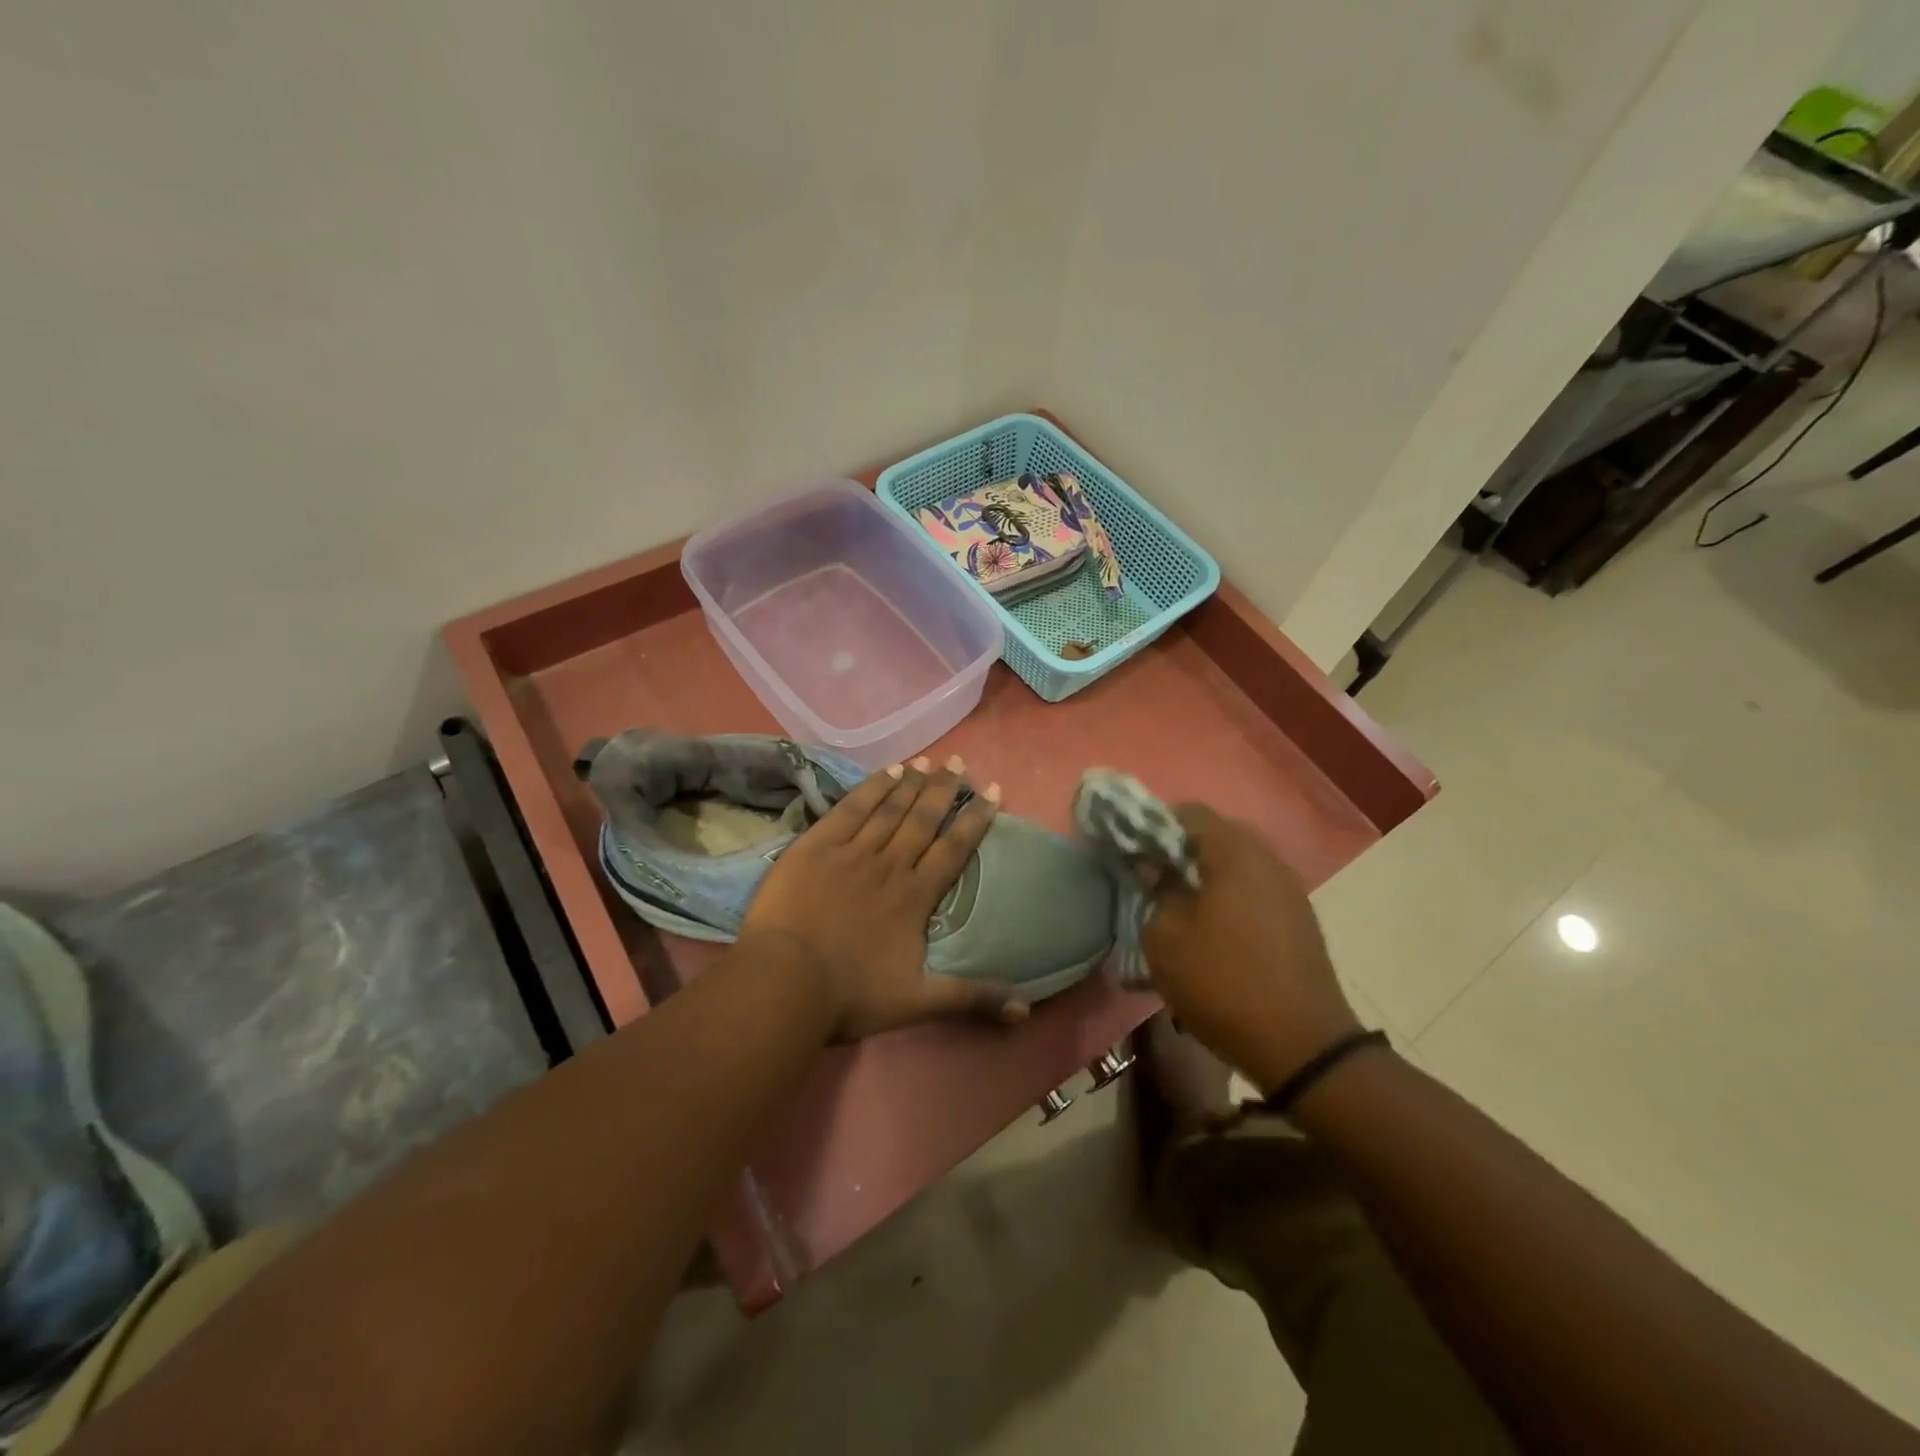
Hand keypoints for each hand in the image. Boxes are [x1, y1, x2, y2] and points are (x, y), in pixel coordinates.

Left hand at [740, 756, 1023, 1040]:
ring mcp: (852, 852)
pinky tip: (887, 772)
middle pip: (923, 819)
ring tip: (929, 761)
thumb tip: (1027, 1011)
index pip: (953, 849)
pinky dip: (871, 788)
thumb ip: (973, 999)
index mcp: (915, 897)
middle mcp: (890, 865)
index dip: (975, 819)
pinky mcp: (816, 846)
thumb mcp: (918, 1003)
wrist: (785, 983)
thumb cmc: (851, 995)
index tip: (993, 791)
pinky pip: (850, 809)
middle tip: (960, 763)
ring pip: (890, 809)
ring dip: (912, 784)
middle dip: (944, 790)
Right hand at [1142, 805, 1360, 1090]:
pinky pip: (1254, 892)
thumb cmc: (1222, 981)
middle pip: (1216, 836)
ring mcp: (1289, 891)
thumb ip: (1157, 891)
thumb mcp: (1166, 937)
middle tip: (1151, 878)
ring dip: (1204, 877)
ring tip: (1177, 908)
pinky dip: (1228, 899)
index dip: (1153, 824)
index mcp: (1235, 853)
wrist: (1302, 1047)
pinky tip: (1210, 931)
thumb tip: (1155, 868)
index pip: (1189, 812)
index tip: (1131, 849)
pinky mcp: (1299, 920)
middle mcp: (1268, 860)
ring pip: (1236, 866)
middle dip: (1179, 852)